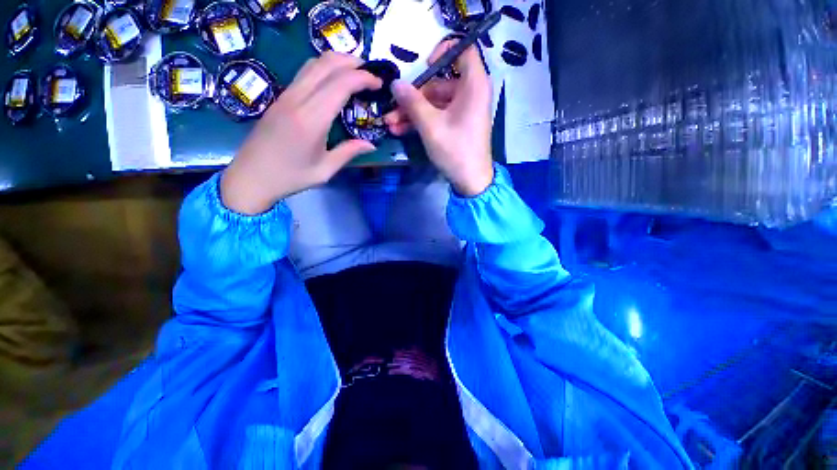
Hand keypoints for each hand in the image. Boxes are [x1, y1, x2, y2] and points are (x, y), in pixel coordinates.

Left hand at [221, 52, 382, 214]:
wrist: (251, 176)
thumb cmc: (290, 177)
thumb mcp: (325, 170)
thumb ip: (348, 152)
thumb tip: (370, 145)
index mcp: (311, 120)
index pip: (340, 85)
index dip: (362, 78)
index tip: (378, 83)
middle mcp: (297, 100)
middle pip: (326, 65)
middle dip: (351, 62)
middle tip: (370, 72)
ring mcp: (286, 96)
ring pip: (313, 64)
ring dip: (336, 62)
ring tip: (355, 72)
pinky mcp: (280, 98)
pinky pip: (304, 74)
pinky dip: (324, 69)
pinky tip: (334, 81)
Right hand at [384, 40, 493, 196]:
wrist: (471, 181)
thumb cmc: (455, 150)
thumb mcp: (431, 126)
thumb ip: (412, 102)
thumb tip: (395, 83)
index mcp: (473, 85)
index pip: (462, 51)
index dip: (442, 53)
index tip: (423, 68)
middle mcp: (471, 93)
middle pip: (440, 83)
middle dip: (413, 97)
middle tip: (392, 108)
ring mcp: (464, 110)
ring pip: (435, 103)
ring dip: (412, 112)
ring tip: (391, 124)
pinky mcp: (458, 125)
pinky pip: (439, 115)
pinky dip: (422, 121)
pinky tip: (401, 130)